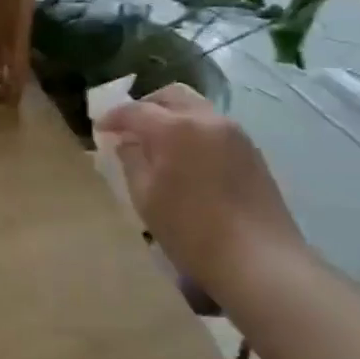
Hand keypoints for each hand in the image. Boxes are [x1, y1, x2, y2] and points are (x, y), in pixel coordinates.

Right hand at [95, 84, 310, 291]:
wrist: (260, 262)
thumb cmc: (191, 231)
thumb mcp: (146, 198)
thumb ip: (132, 161)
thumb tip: (127, 142)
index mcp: (176, 128)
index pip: (135, 110)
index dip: (113, 117)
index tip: (99, 128)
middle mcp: (207, 120)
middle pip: (171, 96)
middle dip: (146, 106)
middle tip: (129, 129)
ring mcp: (235, 134)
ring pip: (196, 109)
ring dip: (172, 117)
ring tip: (157, 144)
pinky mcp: (252, 153)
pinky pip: (214, 128)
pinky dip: (193, 132)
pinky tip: (186, 159)